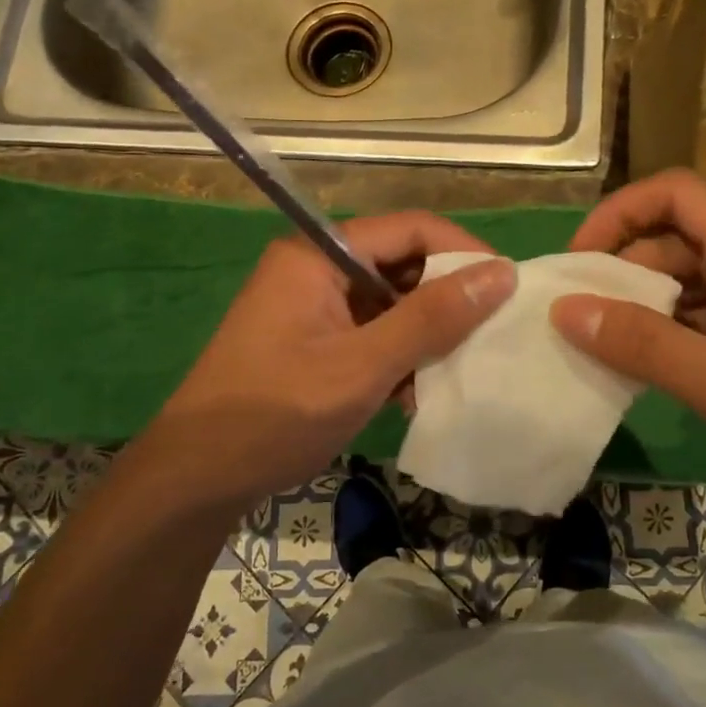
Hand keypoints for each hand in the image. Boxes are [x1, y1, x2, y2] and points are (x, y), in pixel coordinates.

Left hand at [129, 212, 514, 511]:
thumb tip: (501, 272)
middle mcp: (316, 267)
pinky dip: (398, 355)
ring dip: (424, 334)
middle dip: (446, 298)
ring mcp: (313, 305)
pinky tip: (415, 393)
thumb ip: (432, 317)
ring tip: (455, 370)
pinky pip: (372, 330)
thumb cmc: (276, 414)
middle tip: (490, 333)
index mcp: (318, 254)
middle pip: (400, 263)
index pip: (409, 228)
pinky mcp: (313, 339)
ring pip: (390, 301)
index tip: (507, 287)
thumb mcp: (363, 366)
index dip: (462, 252)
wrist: (197, 478)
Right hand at [549, 169, 705, 526]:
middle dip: (625, 268)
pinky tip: (657, 367)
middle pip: (680, 236)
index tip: (578, 262)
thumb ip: (643, 345)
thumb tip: (565, 310)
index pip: (675, 193)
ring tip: (608, 346)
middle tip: (581, 318)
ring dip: (650, 303)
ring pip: (697, 277)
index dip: (618, 214)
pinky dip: (680, 329)